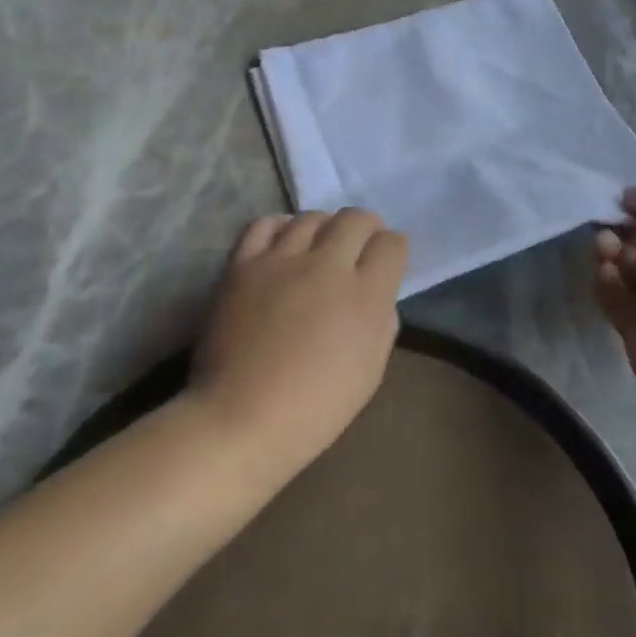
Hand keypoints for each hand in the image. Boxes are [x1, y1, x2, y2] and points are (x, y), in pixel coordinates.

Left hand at [189, 208, 407, 475]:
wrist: (242, 419)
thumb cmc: (315, 407)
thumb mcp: (371, 370)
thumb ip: (381, 320)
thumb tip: (376, 292)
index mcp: (365, 295)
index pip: (392, 244)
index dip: (393, 249)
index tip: (387, 260)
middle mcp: (327, 265)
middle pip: (356, 219)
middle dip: (365, 228)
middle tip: (359, 246)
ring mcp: (282, 260)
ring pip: (312, 217)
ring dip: (324, 227)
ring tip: (320, 245)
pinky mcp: (243, 264)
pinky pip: (265, 225)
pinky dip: (280, 227)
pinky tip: (283, 242)